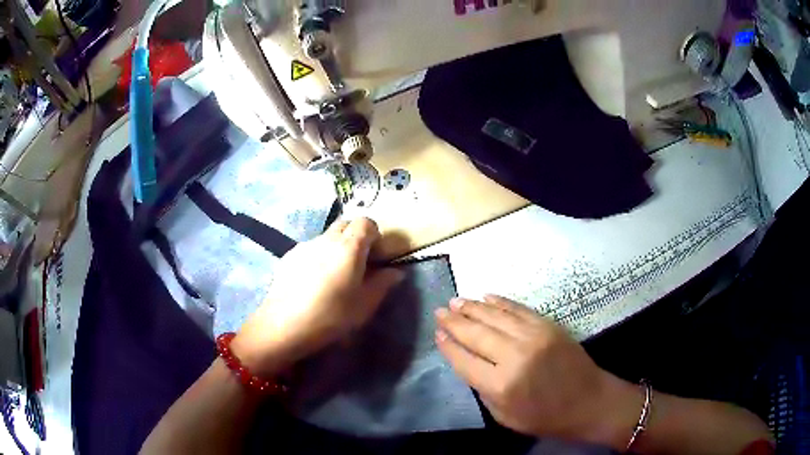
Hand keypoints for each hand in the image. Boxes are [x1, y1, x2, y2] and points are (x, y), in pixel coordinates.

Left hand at [233, 218, 403, 376]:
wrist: (284, 325)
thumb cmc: (331, 316)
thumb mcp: (364, 305)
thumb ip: (383, 284)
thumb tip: (395, 271)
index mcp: (349, 247)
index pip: (366, 222)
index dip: (374, 234)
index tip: (377, 254)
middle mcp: (326, 239)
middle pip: (345, 224)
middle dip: (356, 237)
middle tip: (359, 262)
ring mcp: (304, 246)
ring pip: (326, 236)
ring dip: (336, 247)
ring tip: (334, 275)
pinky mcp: (289, 256)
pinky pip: (310, 248)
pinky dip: (318, 256)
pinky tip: (313, 281)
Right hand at [435, 295, 641, 448]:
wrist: (589, 401)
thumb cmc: (545, 417)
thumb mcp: (505, 416)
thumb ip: (484, 390)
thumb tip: (469, 363)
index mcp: (501, 385)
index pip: (465, 361)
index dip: (448, 347)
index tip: (437, 335)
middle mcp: (515, 356)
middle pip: (476, 334)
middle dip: (454, 321)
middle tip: (439, 311)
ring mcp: (534, 336)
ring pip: (495, 316)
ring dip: (473, 307)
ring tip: (456, 301)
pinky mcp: (548, 325)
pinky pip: (518, 309)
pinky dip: (500, 302)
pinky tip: (486, 297)